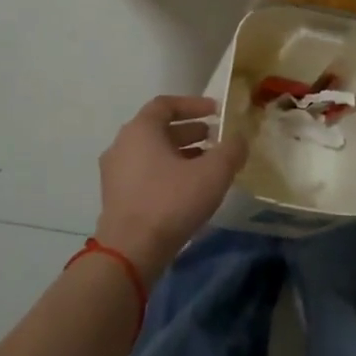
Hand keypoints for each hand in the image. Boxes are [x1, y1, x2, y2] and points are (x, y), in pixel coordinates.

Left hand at [93, 96, 248, 280]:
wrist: (131, 250)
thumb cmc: (171, 202)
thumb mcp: (213, 173)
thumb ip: (231, 150)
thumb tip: (240, 139)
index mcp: (140, 130)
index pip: (166, 104)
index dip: (194, 105)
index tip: (216, 112)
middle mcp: (122, 145)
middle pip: (158, 129)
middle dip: (190, 131)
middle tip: (216, 139)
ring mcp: (115, 172)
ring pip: (152, 153)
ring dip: (180, 153)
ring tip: (207, 165)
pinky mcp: (116, 197)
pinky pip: (145, 173)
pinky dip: (167, 172)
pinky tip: (189, 189)